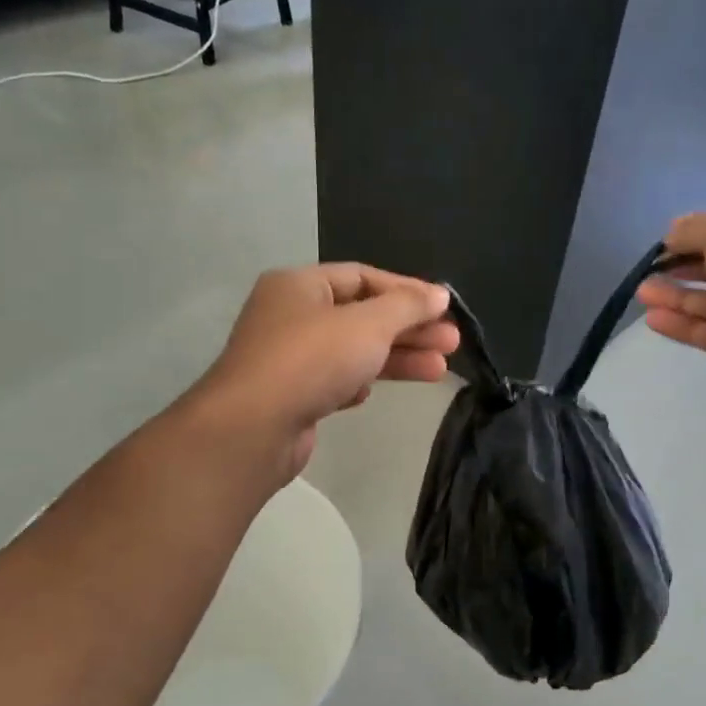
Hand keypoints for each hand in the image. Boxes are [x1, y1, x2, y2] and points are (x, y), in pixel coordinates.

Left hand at [190, 263, 457, 480]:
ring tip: (439, 370)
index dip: (406, 290)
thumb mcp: (368, 324)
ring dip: (395, 358)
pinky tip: (375, 392)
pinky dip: (360, 381)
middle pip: (362, 315)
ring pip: (352, 350)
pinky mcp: (291, 395)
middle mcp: (291, 315)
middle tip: (451, 343)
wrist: (253, 428)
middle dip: (409, 329)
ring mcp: (288, 358)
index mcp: (300, 285)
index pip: (363, 277)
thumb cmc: (312, 360)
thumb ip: (407, 307)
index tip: (443, 308)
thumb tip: (439, 294)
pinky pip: (333, 380)